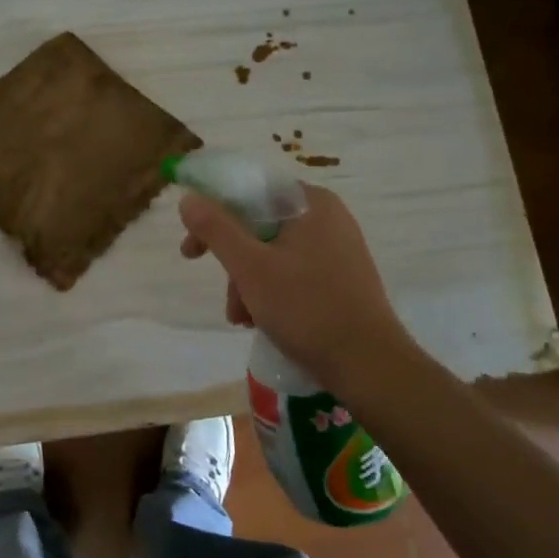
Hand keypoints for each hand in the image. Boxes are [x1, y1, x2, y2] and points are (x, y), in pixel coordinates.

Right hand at [178, 183, 426, 400]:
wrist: (370, 366)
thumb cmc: (307, 308)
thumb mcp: (250, 267)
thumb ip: (216, 228)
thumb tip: (188, 198)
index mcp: (310, 202)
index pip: (249, 192)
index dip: (213, 216)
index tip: (192, 248)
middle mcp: (328, 216)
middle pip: (259, 225)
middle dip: (233, 262)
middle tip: (222, 294)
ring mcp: (339, 247)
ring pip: (274, 252)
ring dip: (249, 283)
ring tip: (243, 319)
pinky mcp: (343, 277)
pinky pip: (294, 271)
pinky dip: (272, 290)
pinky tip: (264, 320)